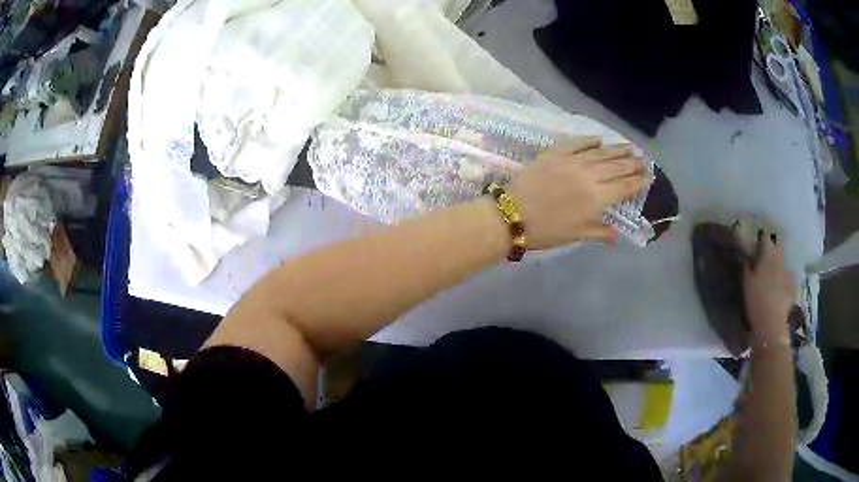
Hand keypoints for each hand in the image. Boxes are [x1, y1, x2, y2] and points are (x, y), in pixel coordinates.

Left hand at [507, 137, 644, 249]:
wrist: (512, 215)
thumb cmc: (546, 231)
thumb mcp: (576, 235)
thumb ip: (599, 232)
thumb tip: (617, 236)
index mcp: (597, 198)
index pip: (623, 187)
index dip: (637, 181)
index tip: (648, 176)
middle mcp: (589, 176)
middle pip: (616, 167)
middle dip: (632, 163)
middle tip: (644, 159)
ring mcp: (572, 162)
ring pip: (600, 153)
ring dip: (617, 149)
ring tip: (630, 147)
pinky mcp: (554, 153)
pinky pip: (576, 143)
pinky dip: (589, 140)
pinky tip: (599, 139)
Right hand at [743, 234, 795, 342]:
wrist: (771, 325)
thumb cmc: (756, 302)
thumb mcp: (746, 284)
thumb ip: (747, 267)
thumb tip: (746, 257)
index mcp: (769, 255)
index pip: (765, 238)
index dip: (760, 241)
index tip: (755, 246)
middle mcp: (780, 259)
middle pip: (777, 248)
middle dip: (771, 251)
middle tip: (763, 260)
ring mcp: (788, 273)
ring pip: (782, 263)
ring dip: (778, 266)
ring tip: (772, 276)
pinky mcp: (792, 286)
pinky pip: (788, 278)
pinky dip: (783, 280)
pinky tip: (779, 289)